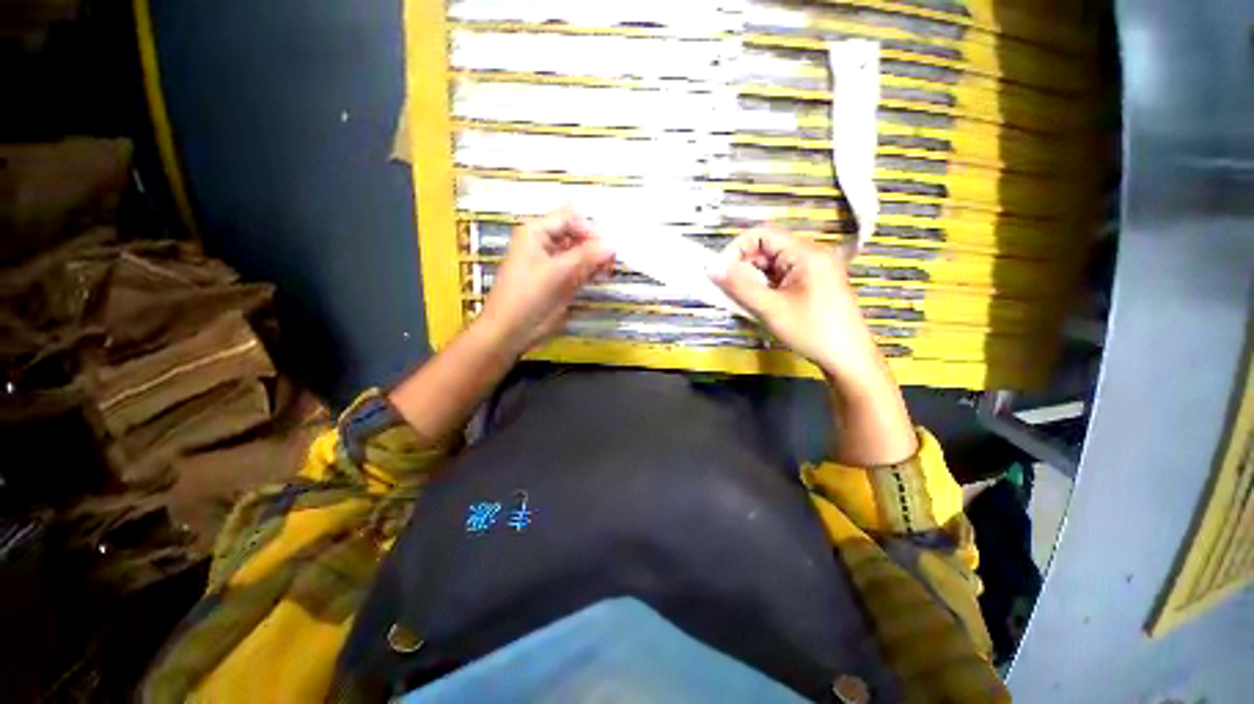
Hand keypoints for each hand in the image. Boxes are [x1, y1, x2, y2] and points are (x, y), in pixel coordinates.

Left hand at [479, 207, 614, 353]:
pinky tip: (604, 274)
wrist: (511, 330)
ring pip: (581, 253)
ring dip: (596, 258)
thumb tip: (612, 244)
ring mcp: (555, 264)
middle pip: (577, 235)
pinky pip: (581, 270)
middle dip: (596, 244)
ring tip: (612, 266)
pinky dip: (592, 270)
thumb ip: (586, 256)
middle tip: (614, 256)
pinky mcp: (561, 281)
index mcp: (536, 233)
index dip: (589, 229)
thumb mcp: (556, 272)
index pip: (569, 219)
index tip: (607, 245)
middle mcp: (546, 244)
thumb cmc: (527, 296)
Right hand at [714, 226, 917, 464]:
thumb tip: (713, 268)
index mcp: (806, 253)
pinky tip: (760, 305)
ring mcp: (813, 270)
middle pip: (767, 249)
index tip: (723, 273)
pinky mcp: (812, 284)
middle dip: (744, 267)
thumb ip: (740, 286)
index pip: (762, 234)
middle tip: (731, 291)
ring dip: (753, 279)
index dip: (737, 249)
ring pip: (772, 265)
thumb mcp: (771, 309)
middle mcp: (811, 255)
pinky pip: (781, 277)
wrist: (848, 359)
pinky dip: (765, 287)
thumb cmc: (812, 332)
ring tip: (745, 301)